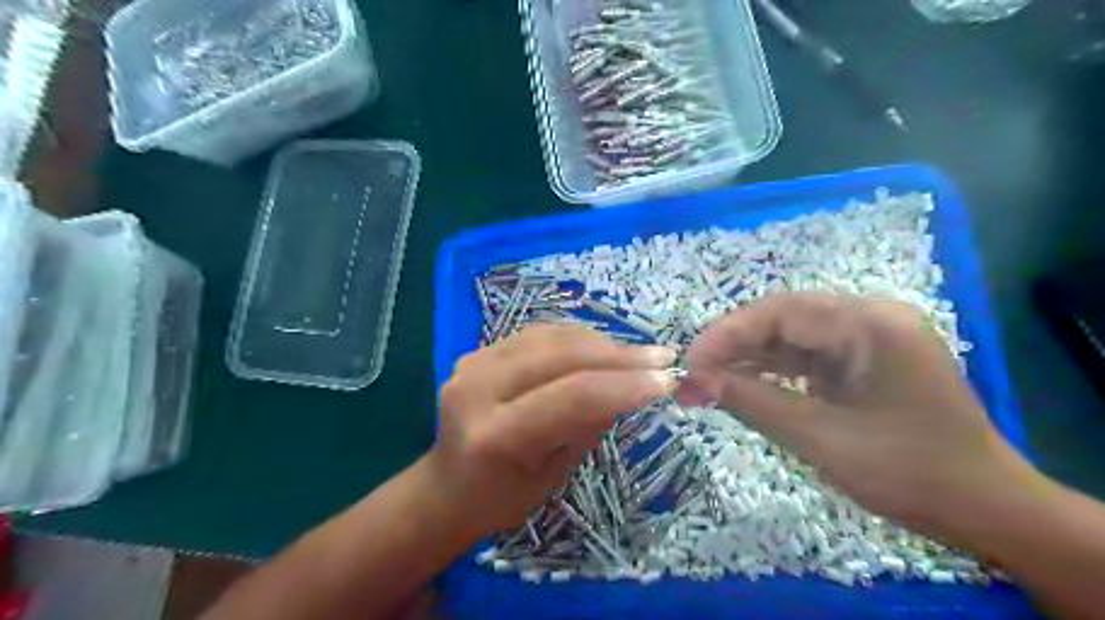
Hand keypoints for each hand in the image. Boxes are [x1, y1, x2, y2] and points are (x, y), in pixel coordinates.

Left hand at [429, 330, 673, 536]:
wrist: (446, 486)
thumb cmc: (502, 497)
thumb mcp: (554, 474)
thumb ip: (588, 424)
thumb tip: (629, 384)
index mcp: (495, 435)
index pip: (572, 396)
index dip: (625, 385)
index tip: (668, 380)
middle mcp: (478, 388)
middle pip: (563, 357)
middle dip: (620, 356)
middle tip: (662, 358)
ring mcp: (473, 362)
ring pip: (552, 337)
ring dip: (602, 342)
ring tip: (638, 354)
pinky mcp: (477, 351)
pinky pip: (537, 335)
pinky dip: (575, 338)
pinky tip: (602, 347)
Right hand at [685, 294, 1037, 534]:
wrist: (986, 509)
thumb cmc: (909, 472)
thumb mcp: (821, 438)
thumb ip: (753, 402)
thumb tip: (695, 381)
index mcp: (869, 324)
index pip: (781, 312)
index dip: (727, 333)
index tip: (690, 362)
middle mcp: (869, 319)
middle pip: (783, 320)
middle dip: (733, 346)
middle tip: (693, 374)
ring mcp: (868, 339)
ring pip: (791, 338)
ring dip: (748, 359)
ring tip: (706, 381)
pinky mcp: (863, 362)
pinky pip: (806, 358)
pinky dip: (772, 373)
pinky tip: (742, 385)